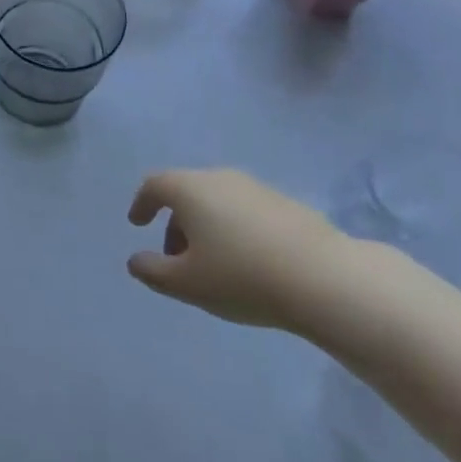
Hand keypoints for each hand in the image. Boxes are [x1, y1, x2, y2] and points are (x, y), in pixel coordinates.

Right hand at [127, 169, 356, 332]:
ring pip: (217, 200)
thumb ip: (153, 272)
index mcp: (190, 189)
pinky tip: (248, 261)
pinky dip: (233, 228)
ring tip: (213, 264)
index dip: (142, 203)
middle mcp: (219, 177)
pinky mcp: (284, 203)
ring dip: (205, 226)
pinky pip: (244, 209)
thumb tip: (136, 261)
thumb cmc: (242, 277)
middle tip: (176, 258)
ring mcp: (255, 187)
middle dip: (175, 222)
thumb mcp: (187, 284)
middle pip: (186, 192)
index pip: (155, 185)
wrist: (324, 278)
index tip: (138, 223)